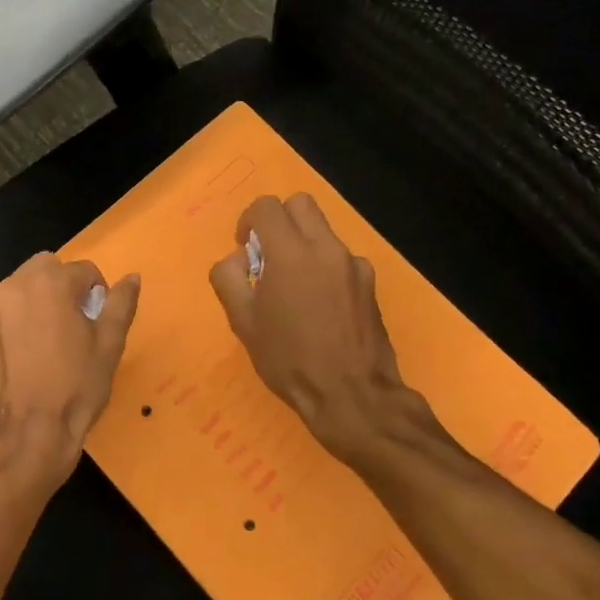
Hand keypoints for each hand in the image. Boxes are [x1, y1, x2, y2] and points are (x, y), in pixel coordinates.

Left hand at [0, 253, 140, 493]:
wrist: (29, 438)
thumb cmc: (77, 386)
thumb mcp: (110, 344)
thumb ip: (121, 303)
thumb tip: (132, 277)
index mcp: (47, 282)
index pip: (82, 270)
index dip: (96, 294)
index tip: (98, 321)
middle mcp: (10, 289)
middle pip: (42, 272)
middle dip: (60, 289)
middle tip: (73, 327)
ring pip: (15, 298)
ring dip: (32, 310)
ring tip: (45, 349)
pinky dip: (9, 337)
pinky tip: (22, 366)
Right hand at [209, 194, 452, 473]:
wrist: (352, 395)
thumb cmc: (289, 359)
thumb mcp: (243, 322)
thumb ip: (229, 278)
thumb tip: (238, 258)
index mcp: (291, 253)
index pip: (266, 207)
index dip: (248, 221)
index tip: (245, 250)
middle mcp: (326, 248)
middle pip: (300, 204)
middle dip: (279, 221)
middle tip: (269, 257)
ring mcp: (354, 265)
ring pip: (323, 231)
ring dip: (303, 245)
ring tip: (295, 290)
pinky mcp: (370, 284)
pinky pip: (340, 259)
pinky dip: (325, 269)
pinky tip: (321, 308)